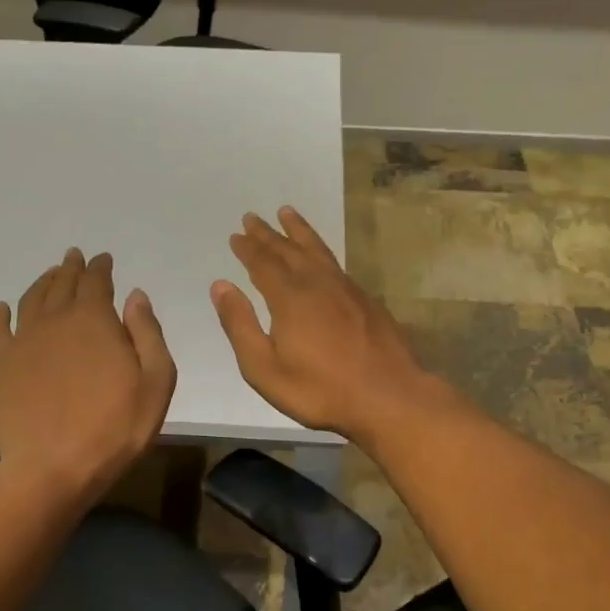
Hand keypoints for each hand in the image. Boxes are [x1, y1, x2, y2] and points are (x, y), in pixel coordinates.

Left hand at [0, 249, 176, 503]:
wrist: (54, 467)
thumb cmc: (116, 427)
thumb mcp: (156, 381)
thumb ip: (147, 333)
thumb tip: (135, 296)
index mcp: (95, 320)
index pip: (96, 281)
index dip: (101, 267)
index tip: (104, 259)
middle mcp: (56, 320)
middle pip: (62, 283)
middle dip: (71, 268)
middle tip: (75, 257)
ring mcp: (24, 342)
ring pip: (31, 300)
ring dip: (42, 283)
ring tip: (51, 275)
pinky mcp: (2, 367)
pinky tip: (1, 309)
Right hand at [211, 207, 440, 443]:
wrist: (388, 397)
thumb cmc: (320, 390)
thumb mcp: (265, 368)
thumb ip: (240, 325)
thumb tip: (221, 286)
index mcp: (289, 298)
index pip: (263, 264)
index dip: (248, 248)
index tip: (236, 235)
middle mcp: (317, 284)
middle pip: (288, 250)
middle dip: (268, 234)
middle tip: (253, 217)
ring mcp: (346, 289)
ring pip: (316, 250)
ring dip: (298, 231)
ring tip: (287, 213)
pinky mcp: (366, 300)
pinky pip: (335, 262)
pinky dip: (321, 249)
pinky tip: (320, 255)